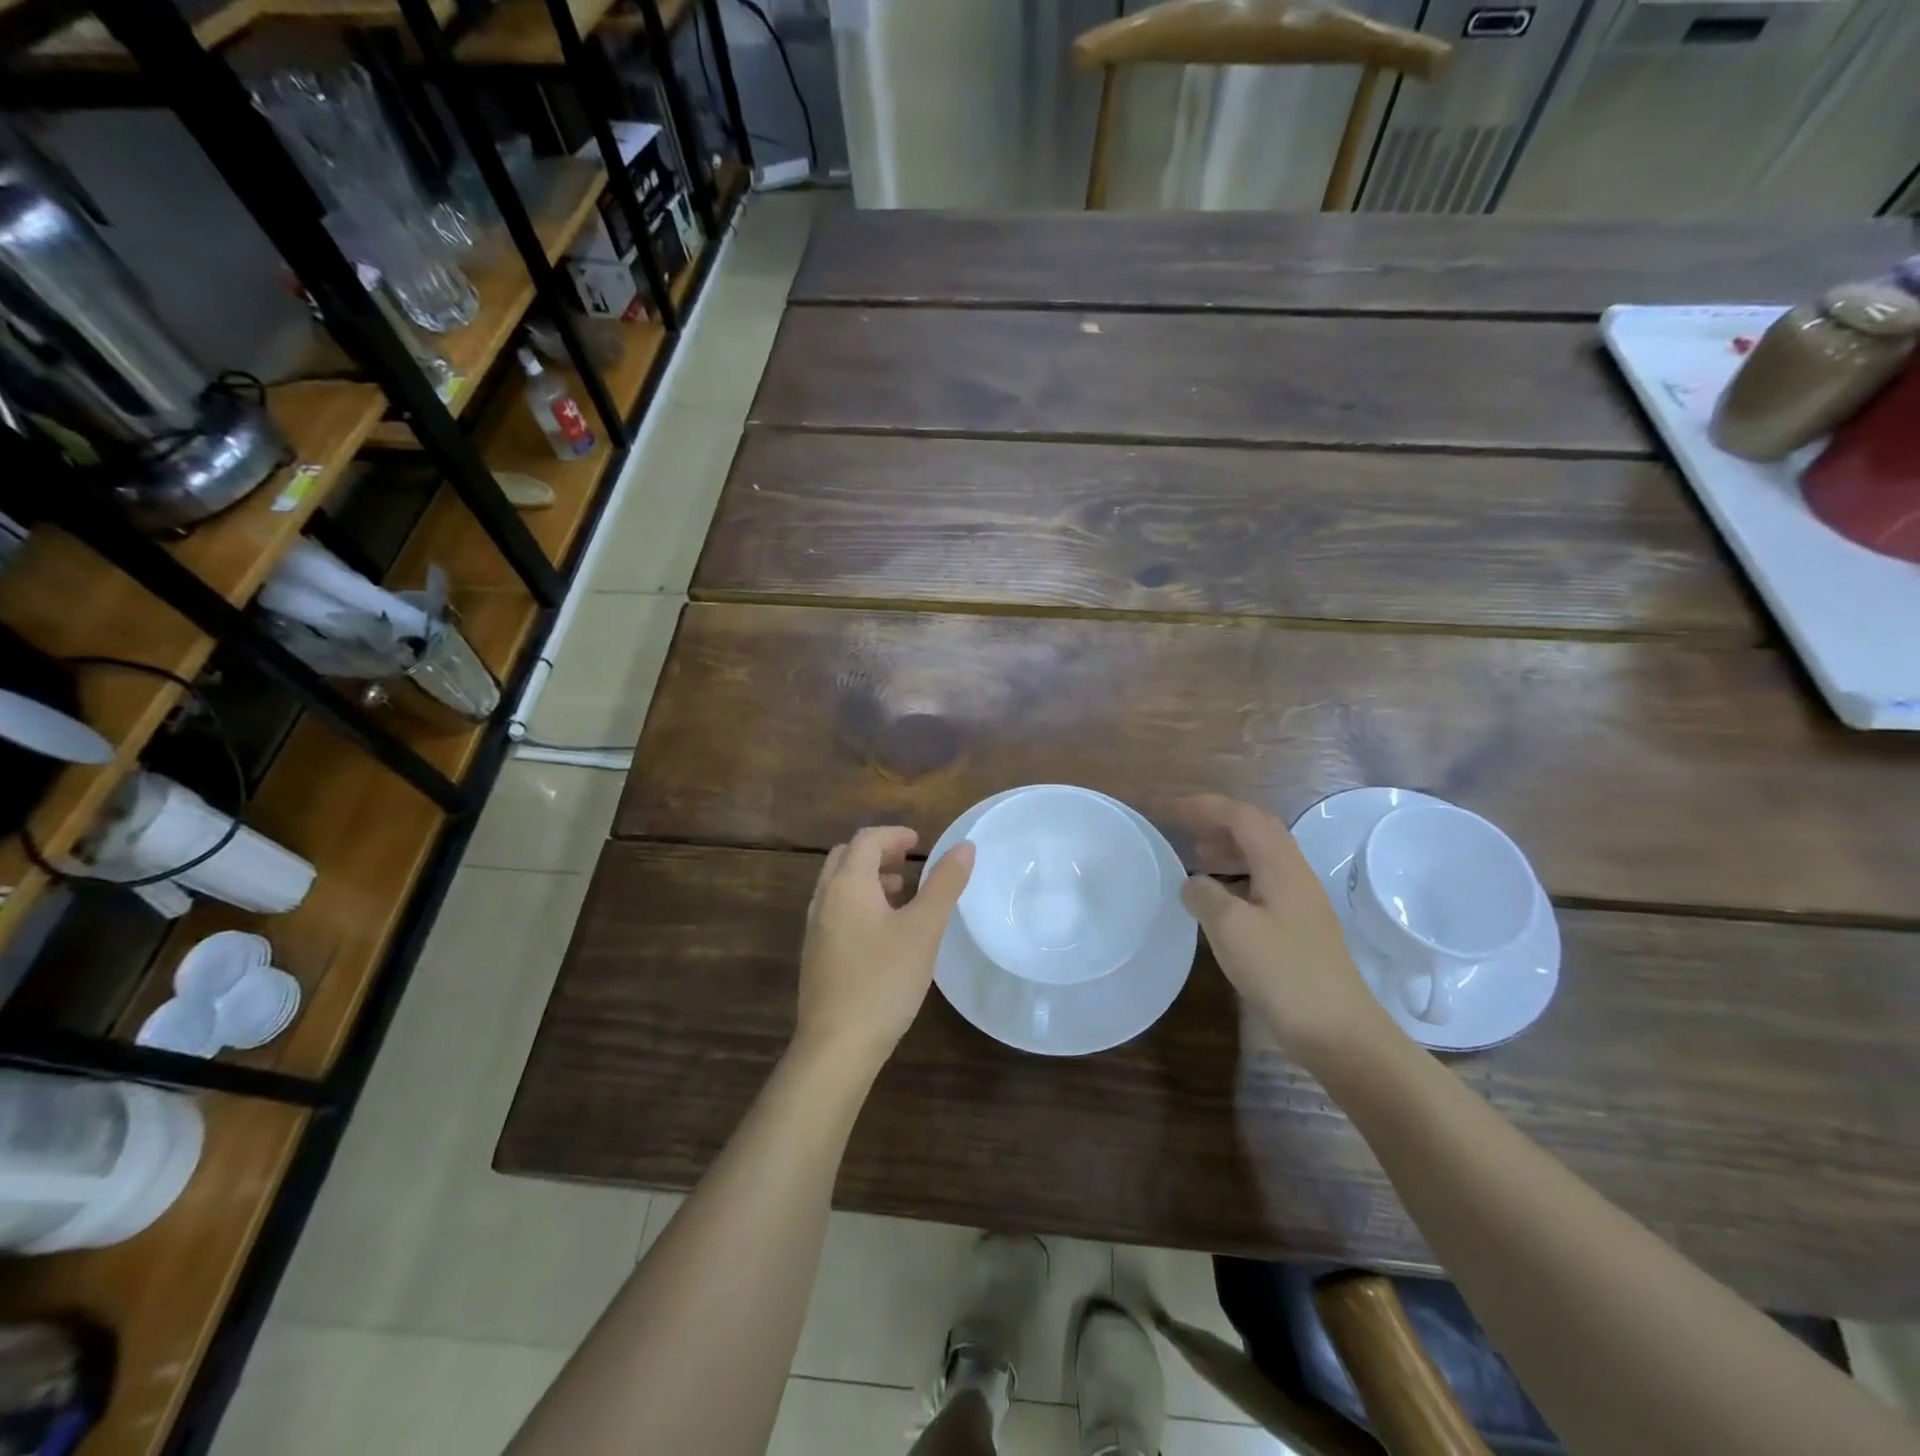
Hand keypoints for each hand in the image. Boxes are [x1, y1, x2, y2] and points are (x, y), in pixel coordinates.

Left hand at [794, 826, 974, 1072]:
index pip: (866, 840)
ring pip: (838, 885)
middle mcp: (825, 899)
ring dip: (867, 878)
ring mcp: (815, 928)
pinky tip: (882, 932)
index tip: (920, 841)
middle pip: (846, 857)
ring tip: (900, 892)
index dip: (894, 834)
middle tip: (908, 861)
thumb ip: (944, 884)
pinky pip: (835, 910)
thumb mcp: (924, 929)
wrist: (836, 1045)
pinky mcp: (815, 955)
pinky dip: (858, 902)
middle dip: (877, 852)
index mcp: (848, 885)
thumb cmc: (884, 980)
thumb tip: (964, 846)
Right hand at [1179, 795, 1398, 1067]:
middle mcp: (1295, 877)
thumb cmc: (1283, 972)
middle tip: (1188, 835)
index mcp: (1281, 867)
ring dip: (1230, 853)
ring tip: (1199, 865)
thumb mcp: (1231, 929)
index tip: (1175, 810)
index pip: (1244, 818)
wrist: (1338, 1030)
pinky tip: (1221, 905)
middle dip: (1222, 825)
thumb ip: (1205, 895)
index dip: (1209, 807)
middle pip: (1259, 833)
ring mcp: (1302, 904)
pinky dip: (1238, 881)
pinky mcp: (1300, 930)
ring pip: (1263, 860)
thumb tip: (1192, 882)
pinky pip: (1265, 886)